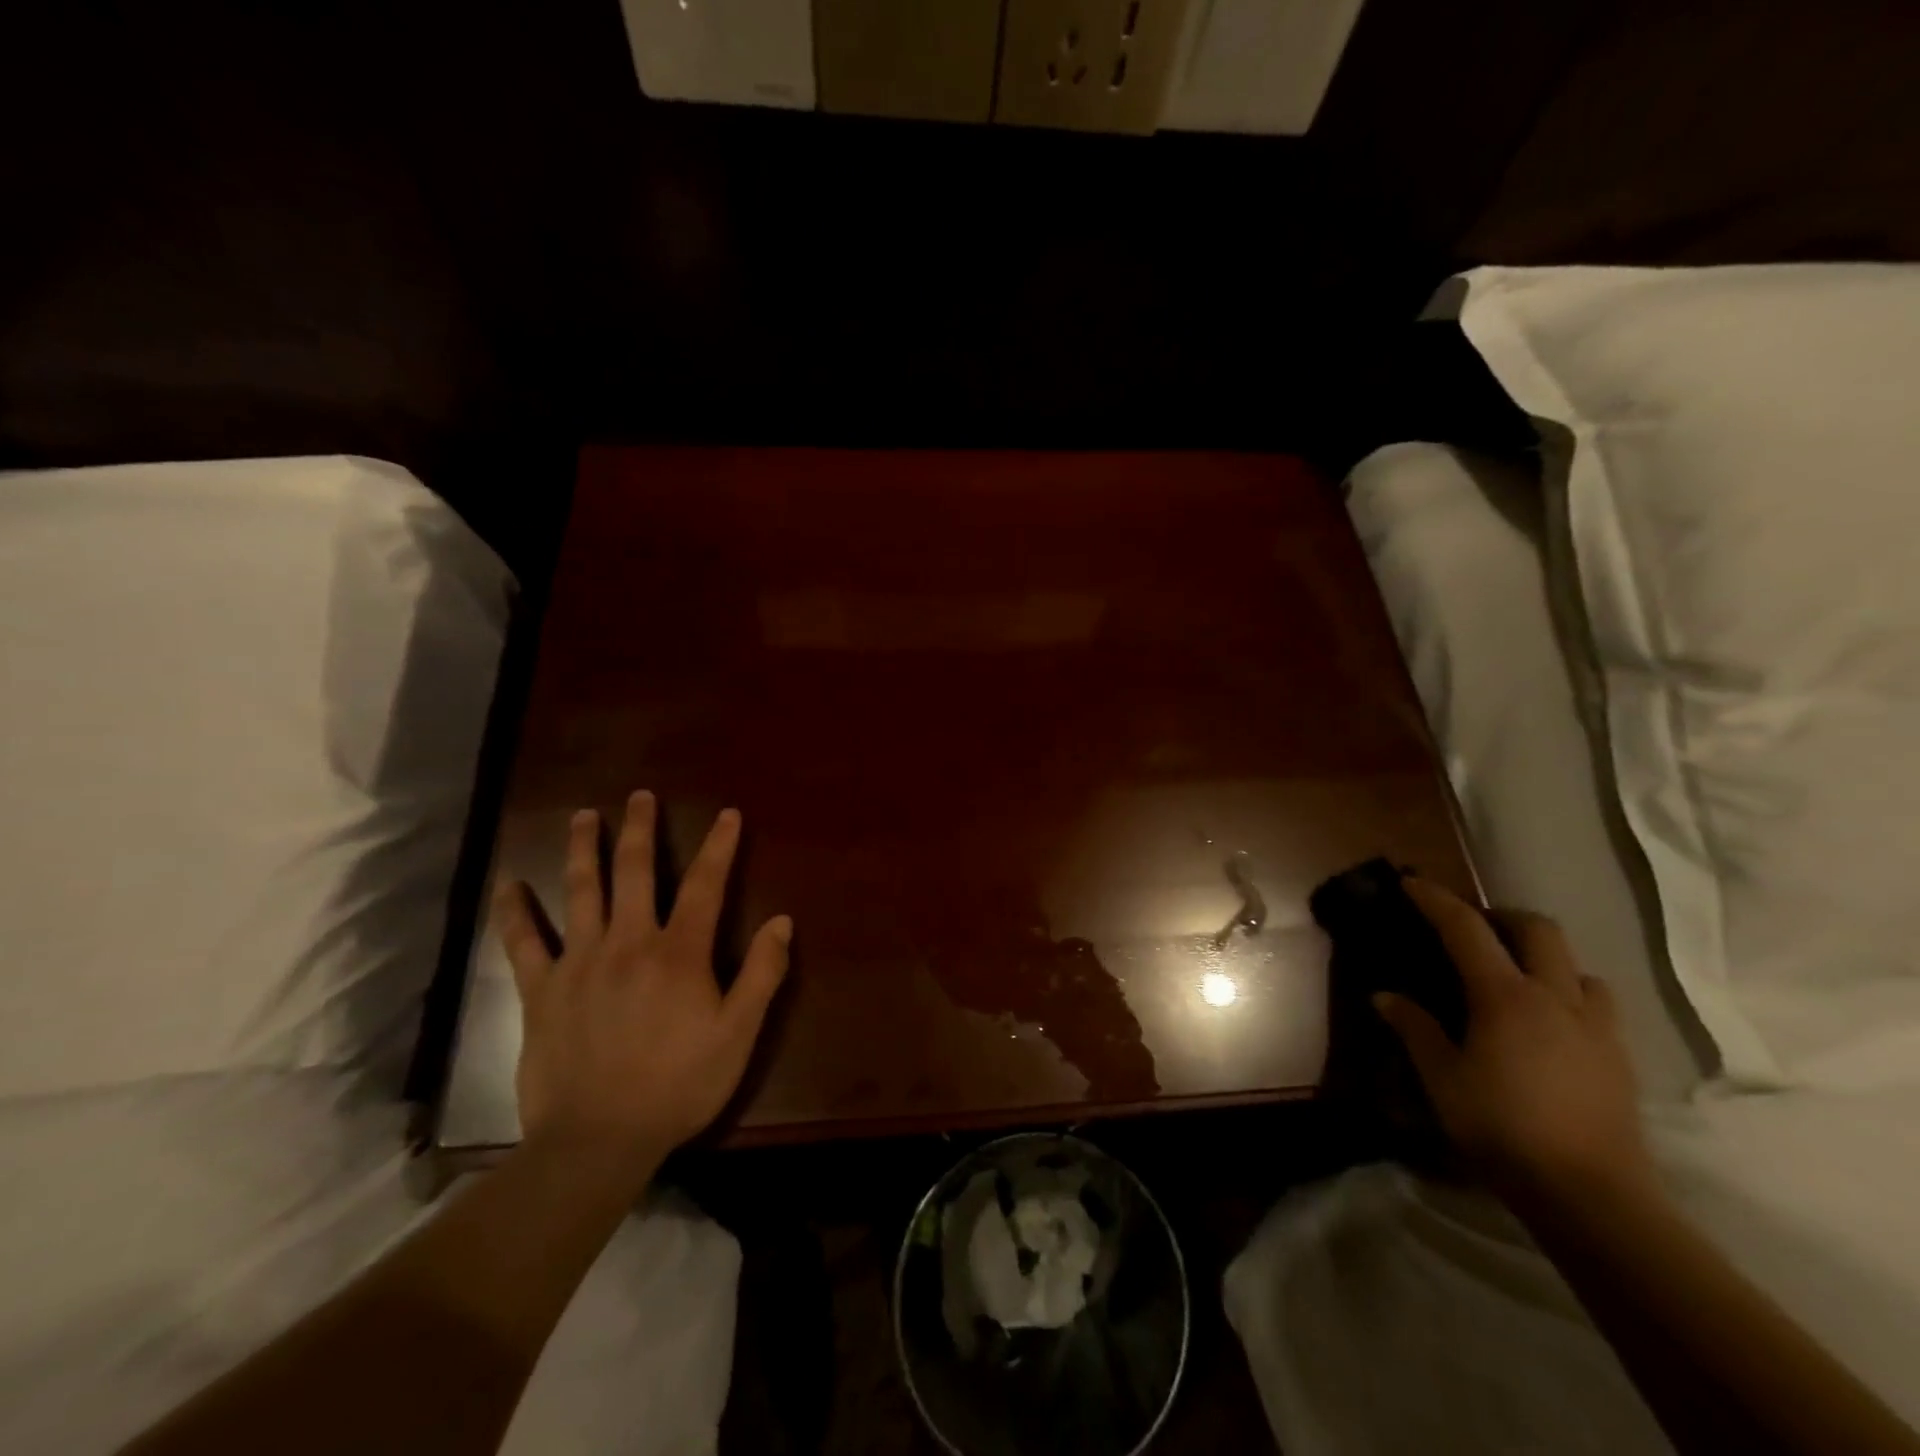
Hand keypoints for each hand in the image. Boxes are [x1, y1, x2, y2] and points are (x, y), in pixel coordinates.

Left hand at [494, 792, 790, 1172]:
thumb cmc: (678, 1086)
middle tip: (641, 796)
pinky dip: (514, 912)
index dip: (719, 846)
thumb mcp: (738, 1034)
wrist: (597, 1141)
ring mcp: (579, 962)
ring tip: (583, 816)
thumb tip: (781, 921)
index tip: (727, 814)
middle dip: (641, 829)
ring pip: (581, 891)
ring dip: (583, 849)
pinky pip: (523, 943)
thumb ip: (762, 974)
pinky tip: (508, 885)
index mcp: (679, 953)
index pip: (705, 885)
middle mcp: (629, 942)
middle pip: (635, 872)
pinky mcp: (541, 990)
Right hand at [1374, 879, 1655, 1209]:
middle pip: (1538, 929)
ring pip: (1577, 965)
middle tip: (1473, 930)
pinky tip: (1550, 1022)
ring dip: (1544, 957)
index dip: (1436, 900)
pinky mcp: (1619, 1057)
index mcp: (1505, 997)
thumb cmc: (1502, 1129)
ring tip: (1516, 976)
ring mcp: (1595, 1027)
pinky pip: (1597, 1002)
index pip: (1466, 928)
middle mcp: (1555, 998)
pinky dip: (1570, 992)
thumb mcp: (1442, 1078)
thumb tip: (1384, 996)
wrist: (1592, 1196)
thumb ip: (1415, 1029)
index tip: (1412, 882)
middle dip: (1502, 916)